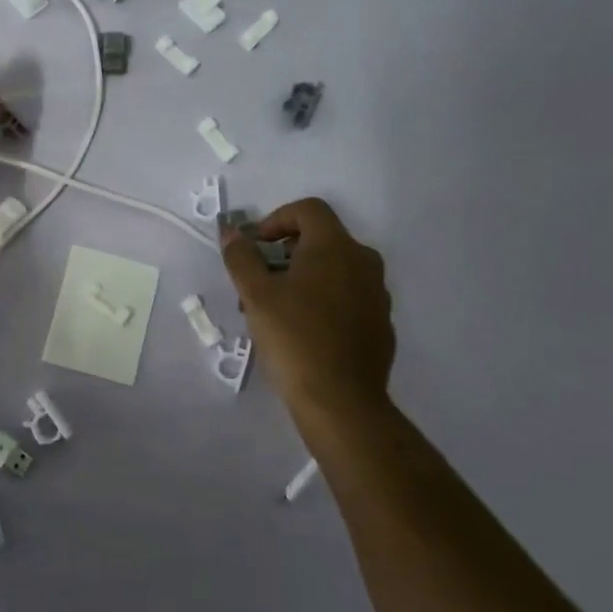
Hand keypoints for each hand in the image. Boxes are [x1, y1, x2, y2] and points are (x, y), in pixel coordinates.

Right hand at [222, 198, 395, 420]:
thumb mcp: (255, 294)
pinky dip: (322, 300)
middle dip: (284, 253)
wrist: (341, 401)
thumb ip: (241, 256)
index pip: (308, 209)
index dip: (276, 219)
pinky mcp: (380, 323)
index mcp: (336, 246)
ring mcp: (377, 294)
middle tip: (257, 282)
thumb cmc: (294, 337)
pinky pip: (347, 296)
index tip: (255, 247)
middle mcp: (363, 261)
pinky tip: (301, 332)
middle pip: (320, 239)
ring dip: (301, 278)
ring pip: (333, 270)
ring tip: (273, 311)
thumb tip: (232, 232)